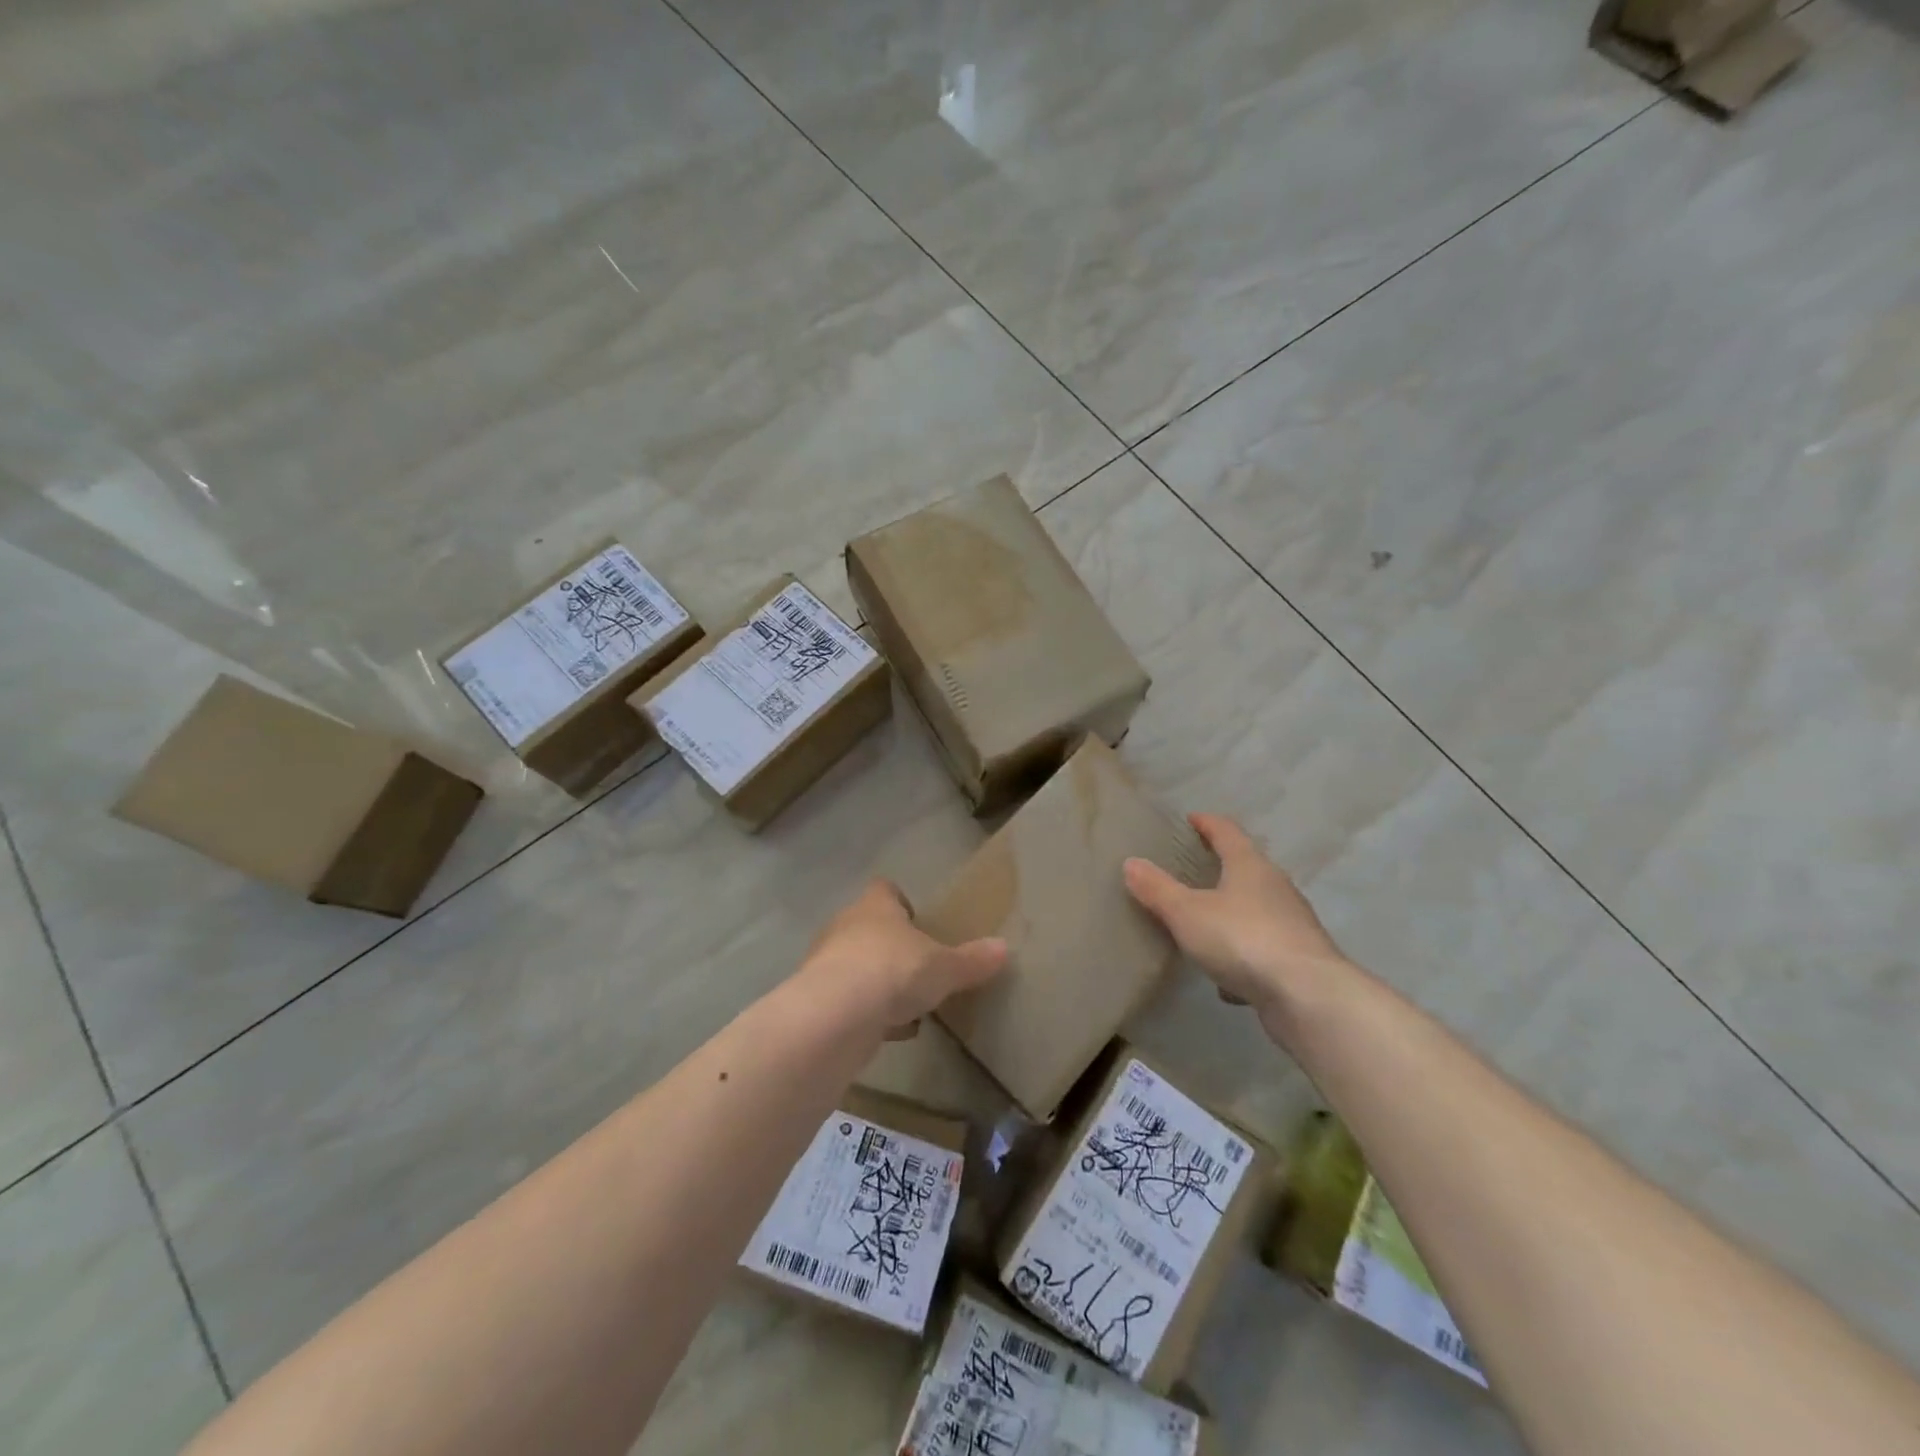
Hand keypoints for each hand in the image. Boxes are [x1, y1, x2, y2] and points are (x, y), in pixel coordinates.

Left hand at [800, 880, 1007, 1038]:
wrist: (835, 1016)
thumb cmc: (893, 970)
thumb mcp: (944, 968)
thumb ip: (972, 960)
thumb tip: (1004, 948)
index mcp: (876, 906)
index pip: (885, 889)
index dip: (901, 902)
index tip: (918, 920)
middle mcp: (846, 926)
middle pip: (869, 928)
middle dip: (891, 947)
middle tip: (919, 968)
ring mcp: (826, 963)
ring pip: (856, 966)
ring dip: (878, 983)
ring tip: (908, 1007)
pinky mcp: (816, 1000)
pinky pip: (848, 1001)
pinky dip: (867, 1014)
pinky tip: (890, 1033)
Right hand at [1124, 814, 1346, 1014]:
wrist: (1308, 997)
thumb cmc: (1242, 939)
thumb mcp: (1187, 913)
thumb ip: (1157, 889)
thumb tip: (1131, 862)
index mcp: (1250, 865)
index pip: (1227, 831)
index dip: (1206, 823)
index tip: (1190, 819)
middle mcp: (1276, 887)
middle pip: (1246, 868)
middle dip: (1221, 867)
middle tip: (1191, 870)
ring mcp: (1291, 924)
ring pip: (1256, 910)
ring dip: (1232, 914)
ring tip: (1204, 925)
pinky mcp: (1298, 960)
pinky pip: (1262, 950)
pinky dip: (1243, 957)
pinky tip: (1225, 982)